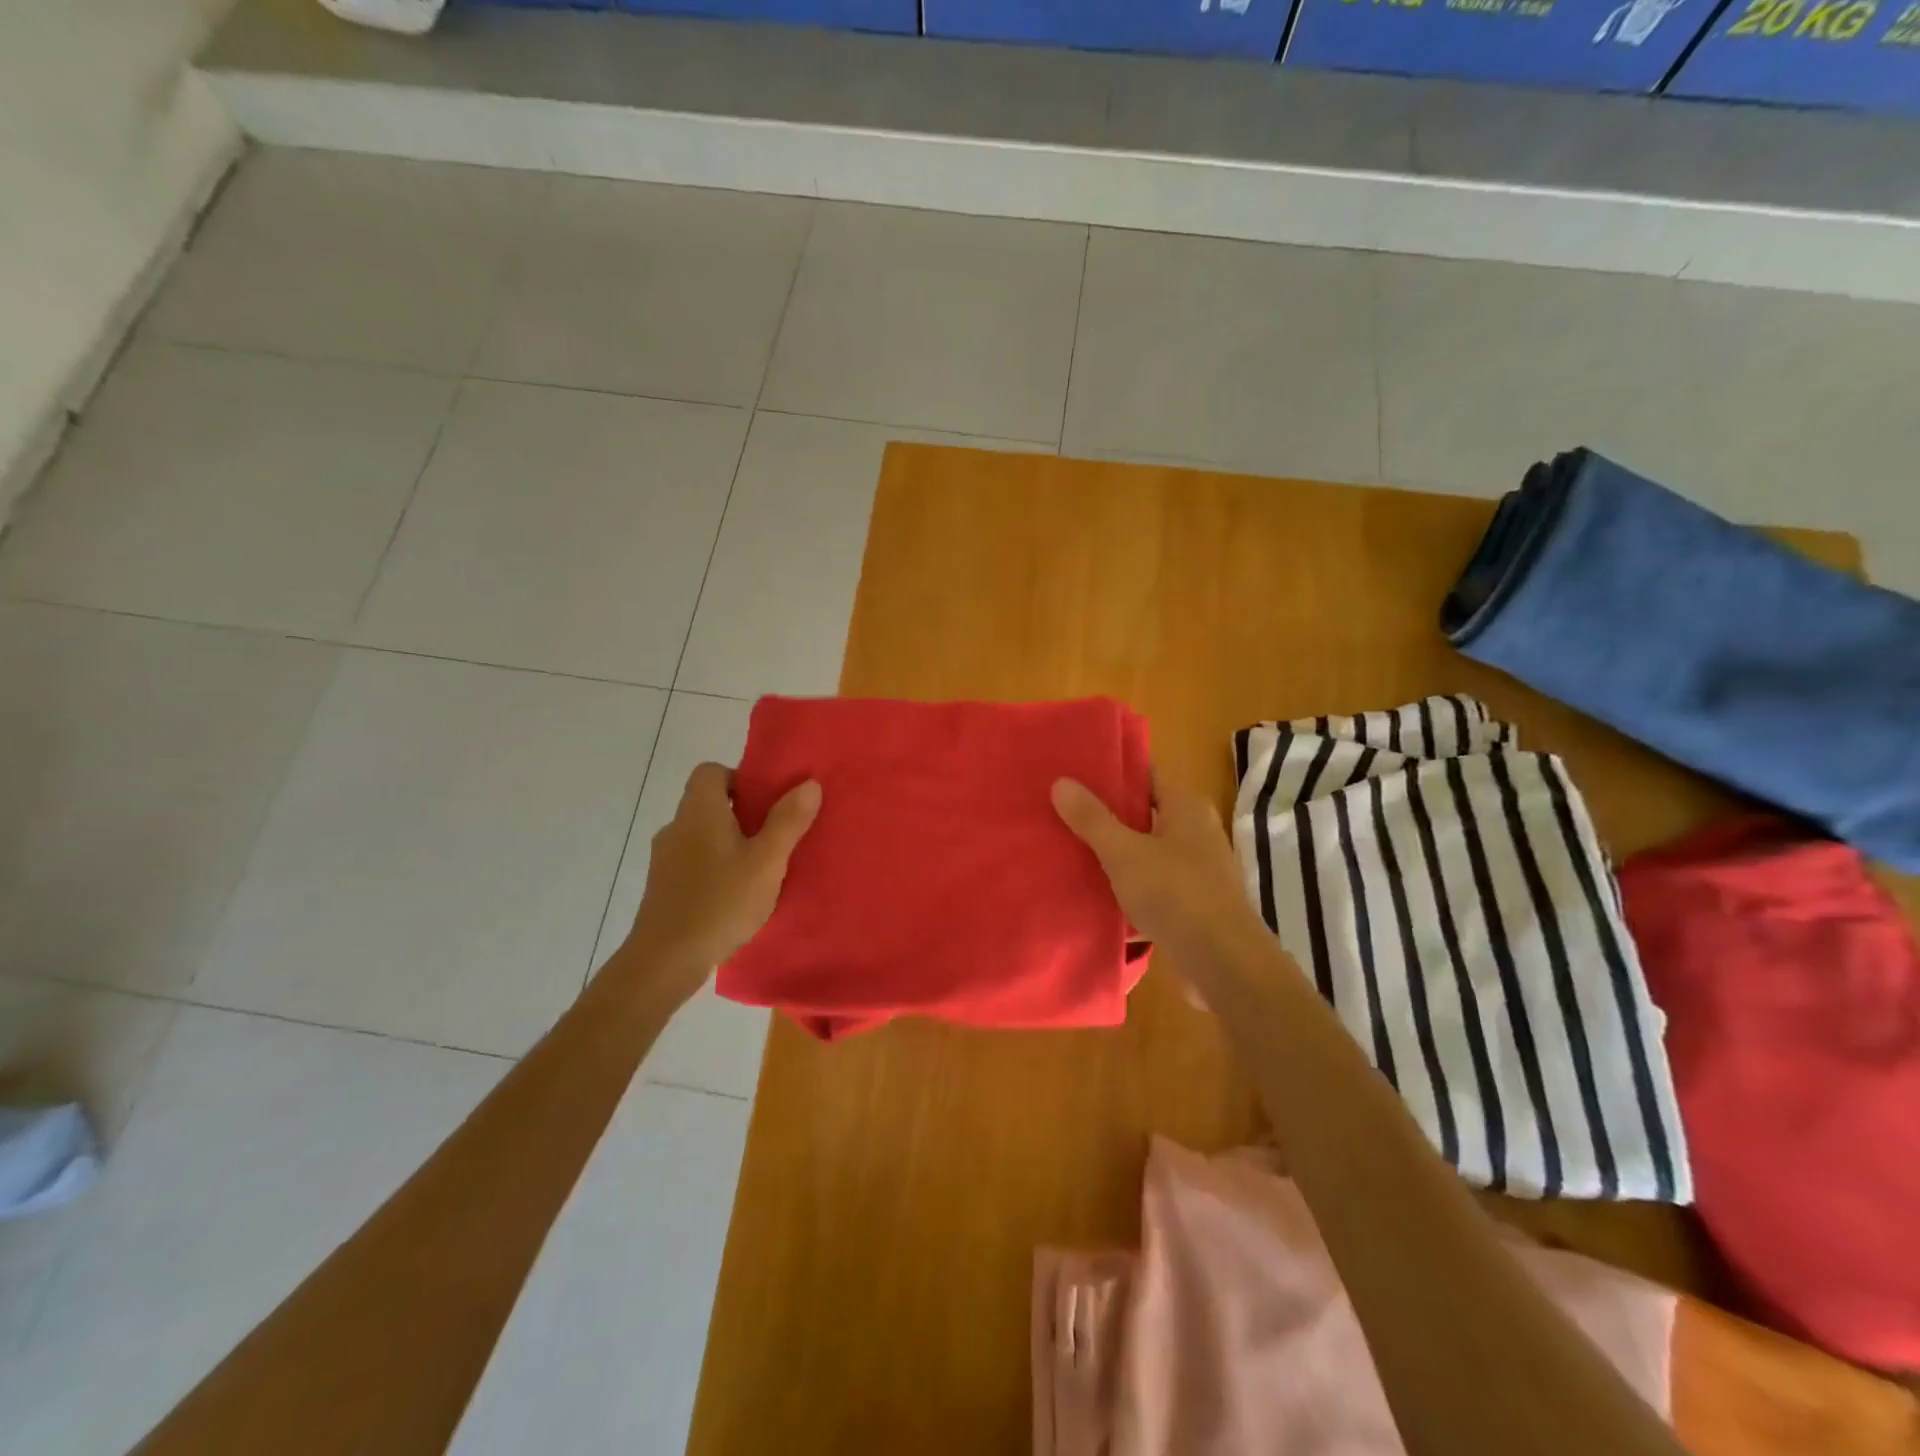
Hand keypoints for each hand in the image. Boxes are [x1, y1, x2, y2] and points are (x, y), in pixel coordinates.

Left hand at [625, 763, 820, 995]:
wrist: (665, 960)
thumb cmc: (720, 902)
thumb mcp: (766, 861)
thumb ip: (788, 821)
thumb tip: (809, 783)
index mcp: (699, 811)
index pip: (711, 771)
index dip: (740, 778)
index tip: (766, 801)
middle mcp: (676, 827)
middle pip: (709, 803)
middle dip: (742, 814)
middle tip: (774, 836)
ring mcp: (665, 859)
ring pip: (702, 835)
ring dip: (729, 843)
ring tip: (760, 869)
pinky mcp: (663, 887)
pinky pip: (693, 862)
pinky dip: (715, 868)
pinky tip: (735, 895)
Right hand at [1051, 768, 1269, 972]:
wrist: (1223, 963)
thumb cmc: (1175, 894)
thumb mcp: (1124, 853)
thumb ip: (1092, 819)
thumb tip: (1061, 782)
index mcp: (1186, 807)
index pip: (1147, 774)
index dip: (1113, 771)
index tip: (1075, 773)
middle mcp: (1196, 832)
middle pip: (1144, 812)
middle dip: (1106, 814)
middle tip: (1062, 811)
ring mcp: (1196, 869)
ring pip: (1145, 851)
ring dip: (1113, 852)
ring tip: (1068, 849)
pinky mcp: (1191, 903)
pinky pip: (1151, 884)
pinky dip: (1126, 885)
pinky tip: (1093, 893)